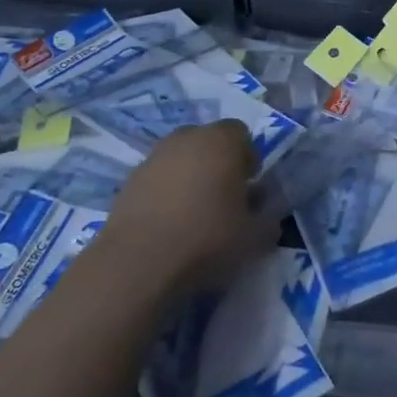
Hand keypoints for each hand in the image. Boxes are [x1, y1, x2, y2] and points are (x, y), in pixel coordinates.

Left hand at [102, 122, 271, 298]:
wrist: (138, 263)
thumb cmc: (207, 238)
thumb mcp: (254, 237)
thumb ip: (268, 222)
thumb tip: (269, 219)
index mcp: (222, 141)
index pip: (241, 134)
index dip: (247, 158)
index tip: (248, 187)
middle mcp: (187, 139)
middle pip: (207, 141)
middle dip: (217, 163)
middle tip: (223, 197)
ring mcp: (153, 158)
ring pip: (180, 159)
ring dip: (189, 177)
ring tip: (194, 213)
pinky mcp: (128, 182)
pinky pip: (157, 179)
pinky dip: (164, 193)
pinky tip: (168, 224)